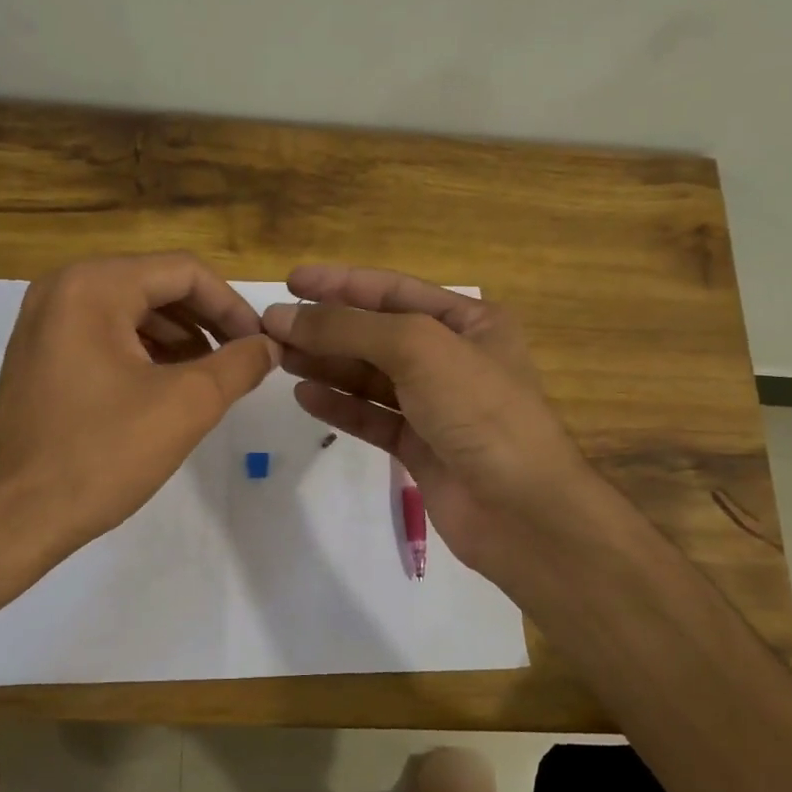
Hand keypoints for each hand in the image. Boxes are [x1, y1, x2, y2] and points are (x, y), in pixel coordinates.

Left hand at [0, 254, 278, 564]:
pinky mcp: (39, 356)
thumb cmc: (101, 454)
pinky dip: (144, 354)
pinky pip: (104, 337)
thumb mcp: (185, 406)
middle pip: (155, 287)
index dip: (232, 305)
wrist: (13, 517)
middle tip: (240, 361)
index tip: (259, 345)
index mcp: (93, 286)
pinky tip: (168, 389)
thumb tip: (268, 346)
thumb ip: (237, 366)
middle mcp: (62, 289)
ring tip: (211, 379)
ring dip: (178, 339)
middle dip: (205, 322)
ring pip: (130, 312)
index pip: (183, 272)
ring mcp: (43, 323)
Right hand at [261, 266, 596, 587]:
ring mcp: (436, 405)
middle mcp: (452, 358)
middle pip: (377, 334)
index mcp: (469, 322)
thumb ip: (349, 328)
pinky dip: (340, 406)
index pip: (393, 290)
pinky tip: (305, 396)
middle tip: (271, 328)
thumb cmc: (479, 410)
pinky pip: (372, 417)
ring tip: (279, 357)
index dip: (341, 283)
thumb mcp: (417, 349)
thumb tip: (284, 316)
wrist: (520, 509)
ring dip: (327, 364)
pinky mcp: (419, 446)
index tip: (291, 282)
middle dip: (326, 328)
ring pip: (370, 376)